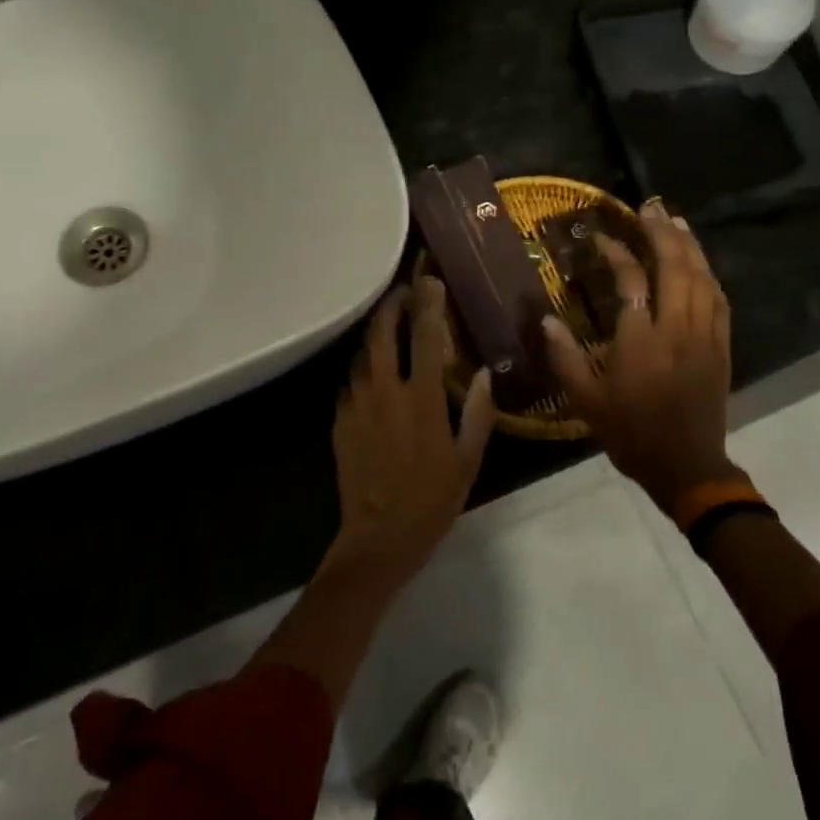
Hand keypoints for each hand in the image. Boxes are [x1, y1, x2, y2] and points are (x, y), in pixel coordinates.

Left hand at [328, 272, 494, 578]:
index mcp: (422, 398)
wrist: (379, 537)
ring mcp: (357, 404)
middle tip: (402, 293)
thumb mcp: (467, 459)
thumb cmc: (432, 500)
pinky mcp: (339, 420)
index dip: (429, 304)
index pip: (426, 336)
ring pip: (362, 355)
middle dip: (391, 306)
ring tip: (388, 328)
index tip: (430, 282)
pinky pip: (350, 382)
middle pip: (381, 332)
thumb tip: (480, 373)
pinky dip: (363, 370)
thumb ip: (477, 412)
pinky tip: (372, 375)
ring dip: (375, 336)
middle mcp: (385, 391)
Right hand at [542, 202, 742, 513]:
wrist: (686, 466)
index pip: (631, 280)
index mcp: (640, 341)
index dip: (616, 253)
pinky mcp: (721, 345)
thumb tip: (543, 318)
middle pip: (676, 267)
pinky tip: (700, 262)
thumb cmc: (630, 433)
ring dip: (689, 245)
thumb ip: (563, 356)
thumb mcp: (585, 400)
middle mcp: (677, 329)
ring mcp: (705, 335)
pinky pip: (719, 299)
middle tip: (649, 206)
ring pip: (702, 277)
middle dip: (662, 232)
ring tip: (674, 220)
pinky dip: (709, 273)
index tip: (601, 239)